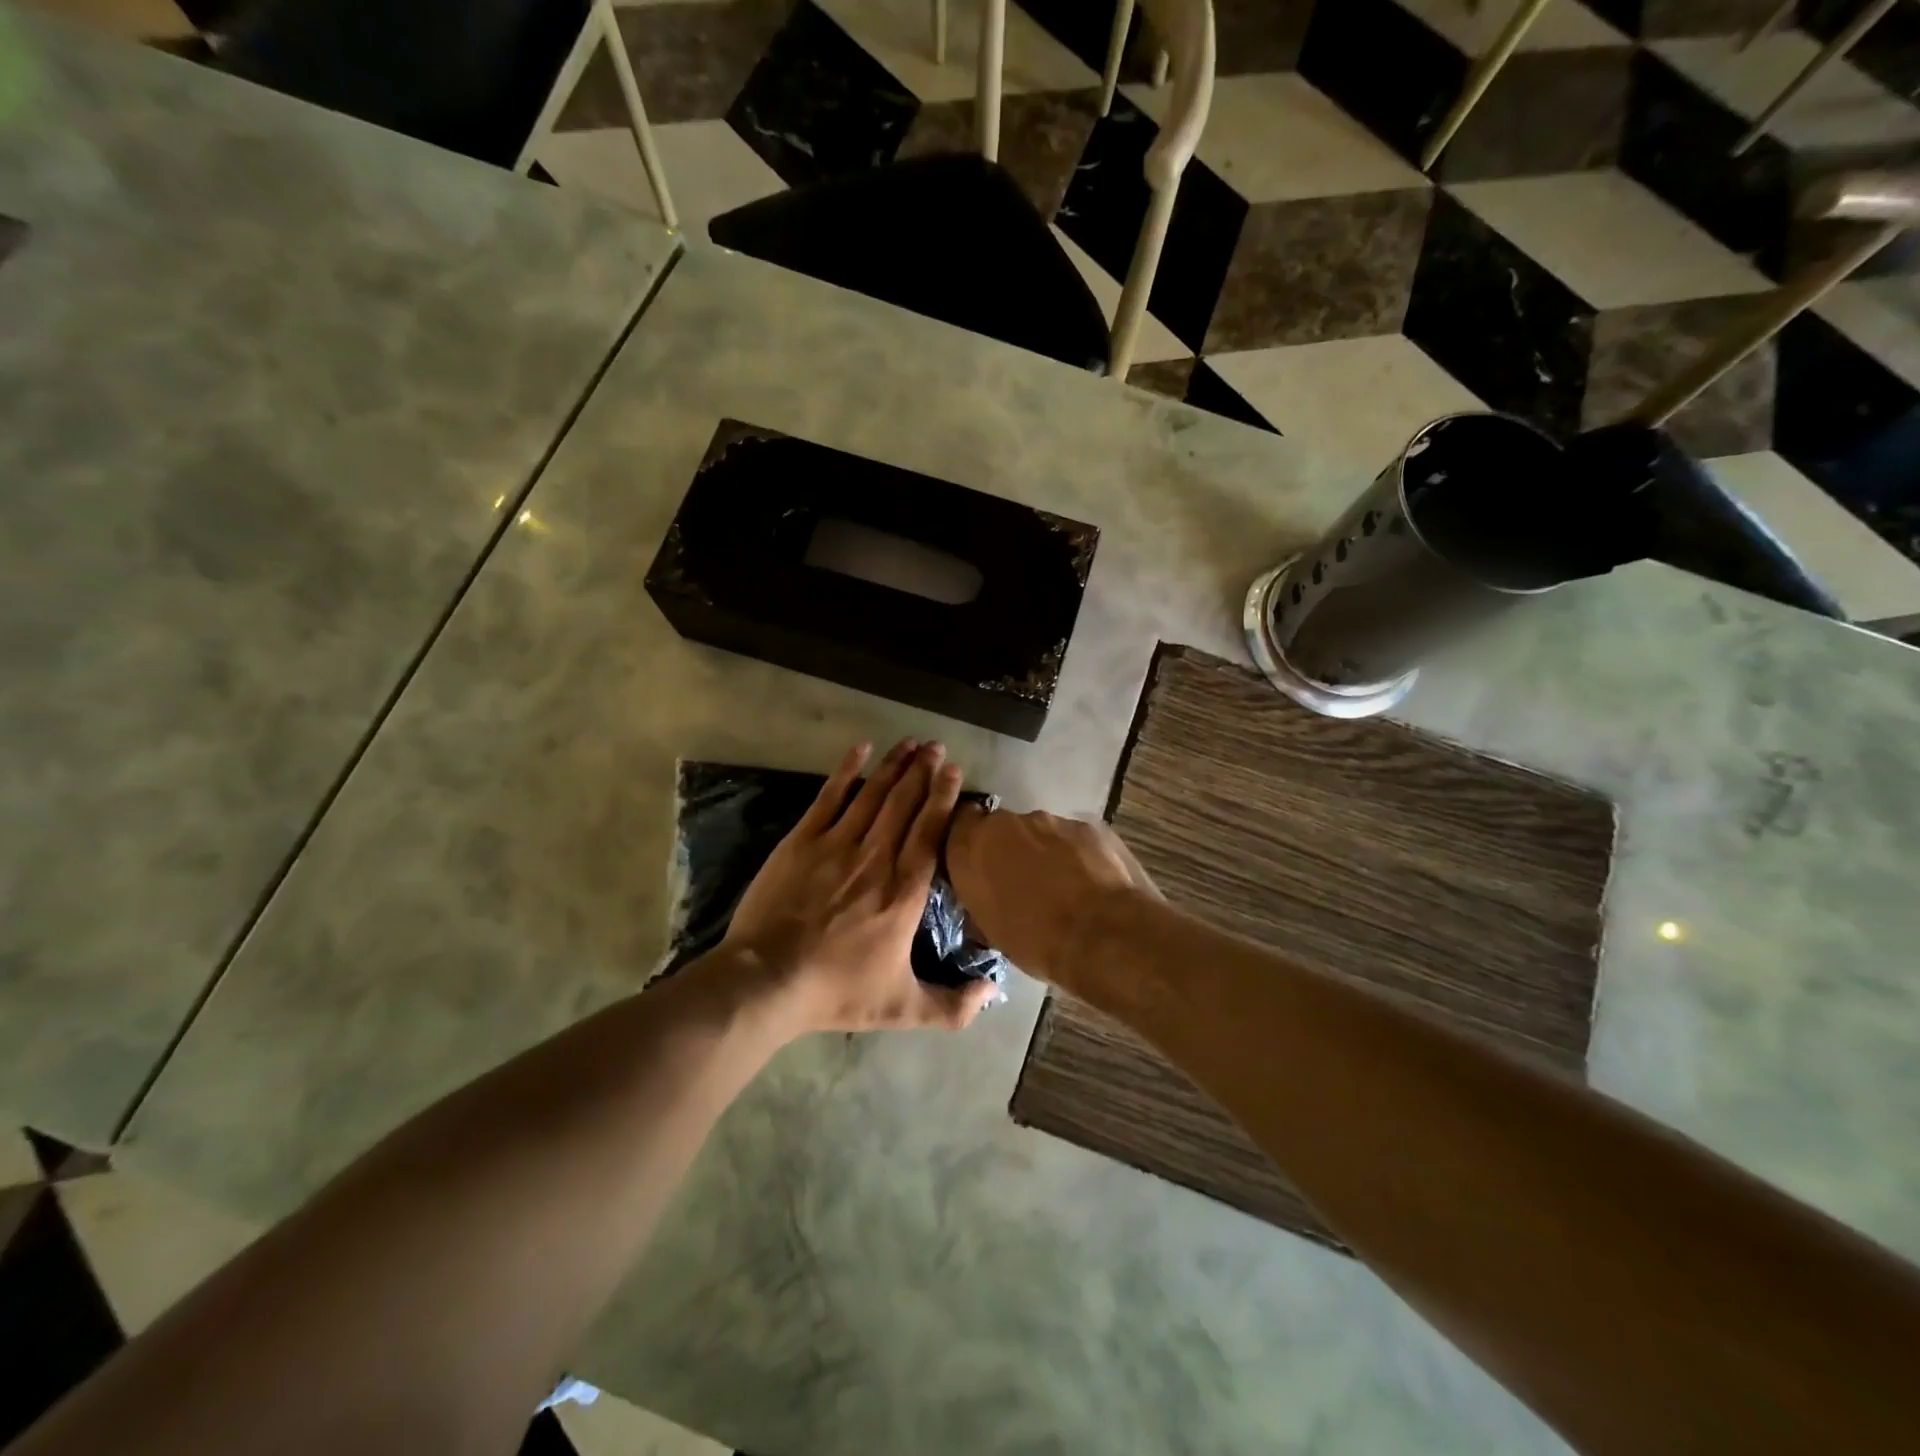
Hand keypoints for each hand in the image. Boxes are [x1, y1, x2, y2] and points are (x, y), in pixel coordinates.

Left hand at [720, 739, 1001, 1033]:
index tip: (954, 771)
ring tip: (912, 743)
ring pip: (873, 795)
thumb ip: (953, 1006)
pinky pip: (830, 797)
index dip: (943, 798)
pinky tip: (860, 749)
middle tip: (937, 746)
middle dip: (923, 772)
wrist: (768, 981)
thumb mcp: (903, 1007)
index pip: (930, 832)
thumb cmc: (837, 991)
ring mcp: (837, 845)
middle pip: (905, 804)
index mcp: (904, 892)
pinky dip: (847, 771)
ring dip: (894, 766)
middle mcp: (877, 858)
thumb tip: (994, 992)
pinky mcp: (803, 841)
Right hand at [945, 806, 1159, 987]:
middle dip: (1008, 848)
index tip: (977, 862)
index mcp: (971, 848)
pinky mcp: (1086, 826)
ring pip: (1038, 832)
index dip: (969, 841)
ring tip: (1061, 887)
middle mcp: (1005, 824)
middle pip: (1000, 828)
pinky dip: (1075, 855)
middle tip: (1021, 881)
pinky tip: (1088, 882)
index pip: (957, 825)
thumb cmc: (1036, 942)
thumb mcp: (990, 930)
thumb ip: (981, 897)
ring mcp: (1049, 820)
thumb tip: (985, 896)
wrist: (1102, 935)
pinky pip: (1071, 838)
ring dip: (1043, 852)